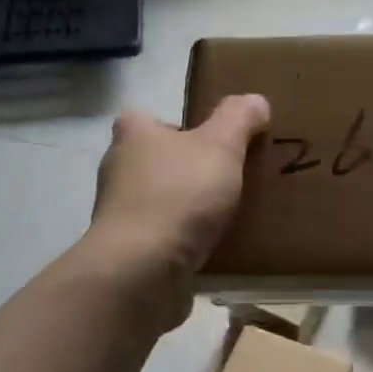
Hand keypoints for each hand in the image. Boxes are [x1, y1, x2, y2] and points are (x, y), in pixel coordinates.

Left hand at [87, 95, 270, 315]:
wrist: (142, 270)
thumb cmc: (179, 196)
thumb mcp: (220, 147)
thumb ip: (238, 119)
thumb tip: (255, 101)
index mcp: (133, 135)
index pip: (145, 117)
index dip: (174, 125)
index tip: (206, 139)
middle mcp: (117, 170)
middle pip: (153, 160)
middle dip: (184, 168)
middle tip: (225, 177)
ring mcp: (118, 214)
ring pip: (157, 200)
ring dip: (183, 207)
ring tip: (225, 216)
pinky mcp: (127, 251)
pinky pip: (160, 238)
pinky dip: (180, 241)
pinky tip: (210, 249)